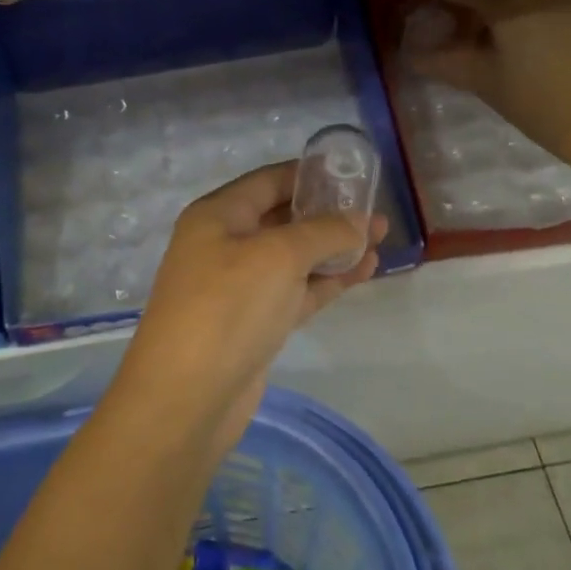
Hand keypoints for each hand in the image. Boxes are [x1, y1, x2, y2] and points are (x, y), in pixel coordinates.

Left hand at [119, 162, 386, 446]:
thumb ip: (324, 232)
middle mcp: (225, 245)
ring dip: (334, 248)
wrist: (187, 397)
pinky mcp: (255, 323)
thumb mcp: (279, 256)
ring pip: (294, 257)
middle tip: (376, 210)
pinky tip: (364, 271)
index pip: (268, 181)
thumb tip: (360, 221)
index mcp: (217, 216)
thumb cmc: (227, 307)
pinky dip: (328, 281)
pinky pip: (297, 291)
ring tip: (382, 239)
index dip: (309, 174)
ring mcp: (239, 287)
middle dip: (328, 213)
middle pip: (282, 218)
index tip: (352, 172)